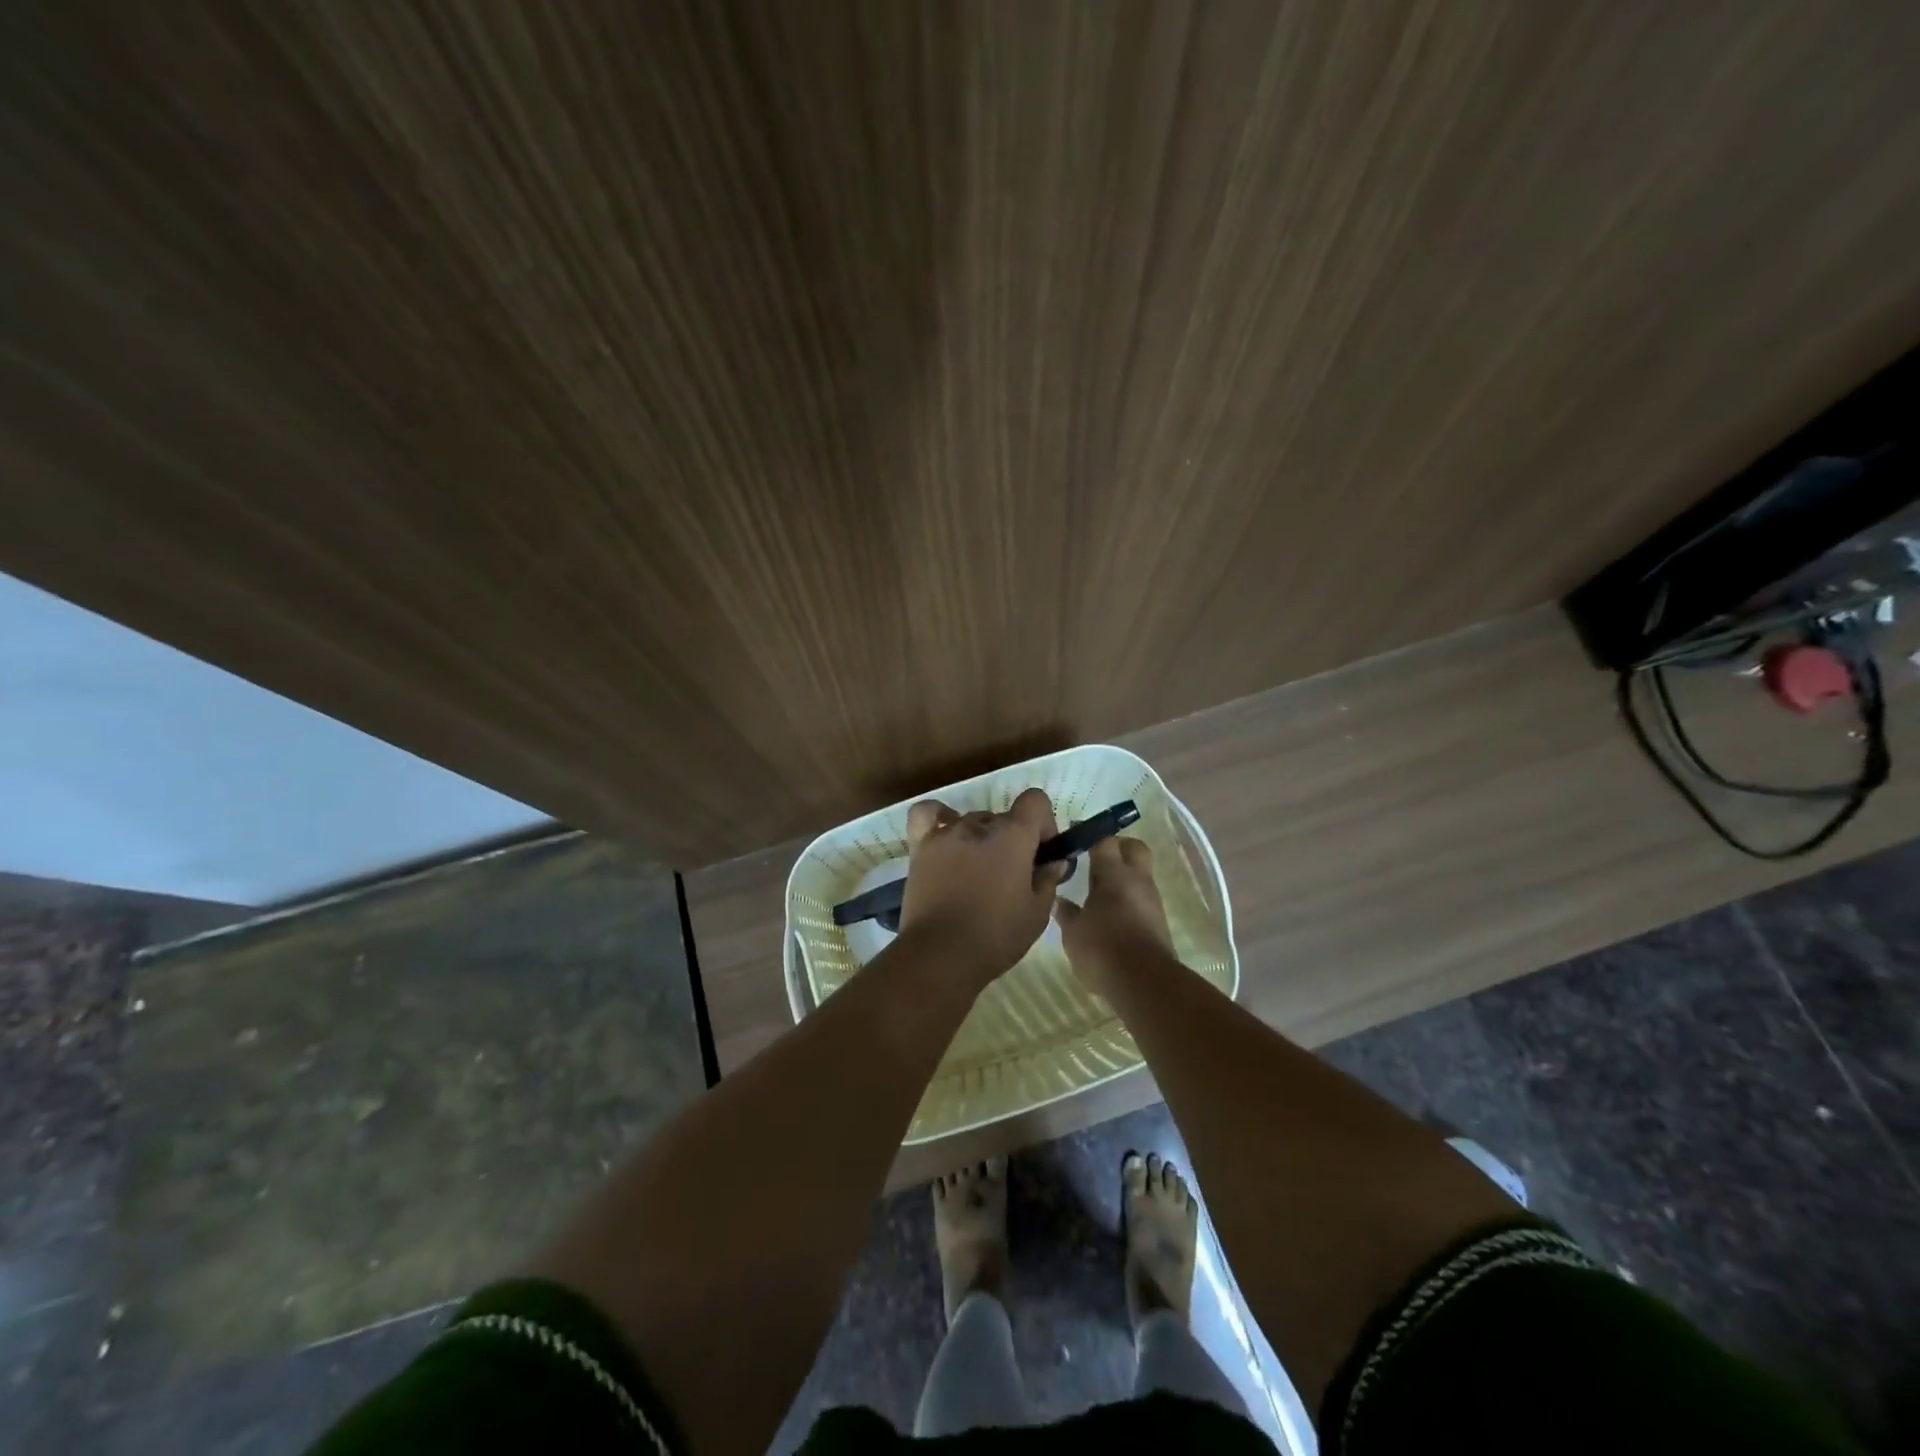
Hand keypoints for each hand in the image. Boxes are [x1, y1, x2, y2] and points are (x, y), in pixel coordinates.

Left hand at [897, 787, 1063, 988]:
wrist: (940, 955)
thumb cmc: (995, 936)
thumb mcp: (1037, 913)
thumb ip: (1049, 880)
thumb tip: (1054, 861)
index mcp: (1013, 836)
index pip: (1035, 801)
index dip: (1044, 823)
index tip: (1042, 853)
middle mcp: (979, 825)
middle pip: (1004, 818)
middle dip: (1014, 840)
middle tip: (1013, 875)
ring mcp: (946, 834)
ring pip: (972, 821)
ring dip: (983, 838)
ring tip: (979, 871)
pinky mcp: (920, 847)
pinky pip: (927, 815)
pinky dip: (939, 817)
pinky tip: (946, 833)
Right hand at [1053, 835, 1173, 997]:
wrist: (1144, 983)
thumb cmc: (1102, 948)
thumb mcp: (1073, 932)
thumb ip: (1066, 912)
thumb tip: (1060, 900)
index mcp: (1114, 874)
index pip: (1104, 840)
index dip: (1089, 835)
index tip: (1074, 835)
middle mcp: (1137, 880)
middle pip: (1134, 848)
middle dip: (1118, 846)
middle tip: (1095, 857)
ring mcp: (1152, 901)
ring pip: (1140, 875)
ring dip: (1123, 877)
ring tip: (1098, 891)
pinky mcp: (1158, 922)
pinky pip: (1142, 899)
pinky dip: (1128, 899)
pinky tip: (1111, 914)